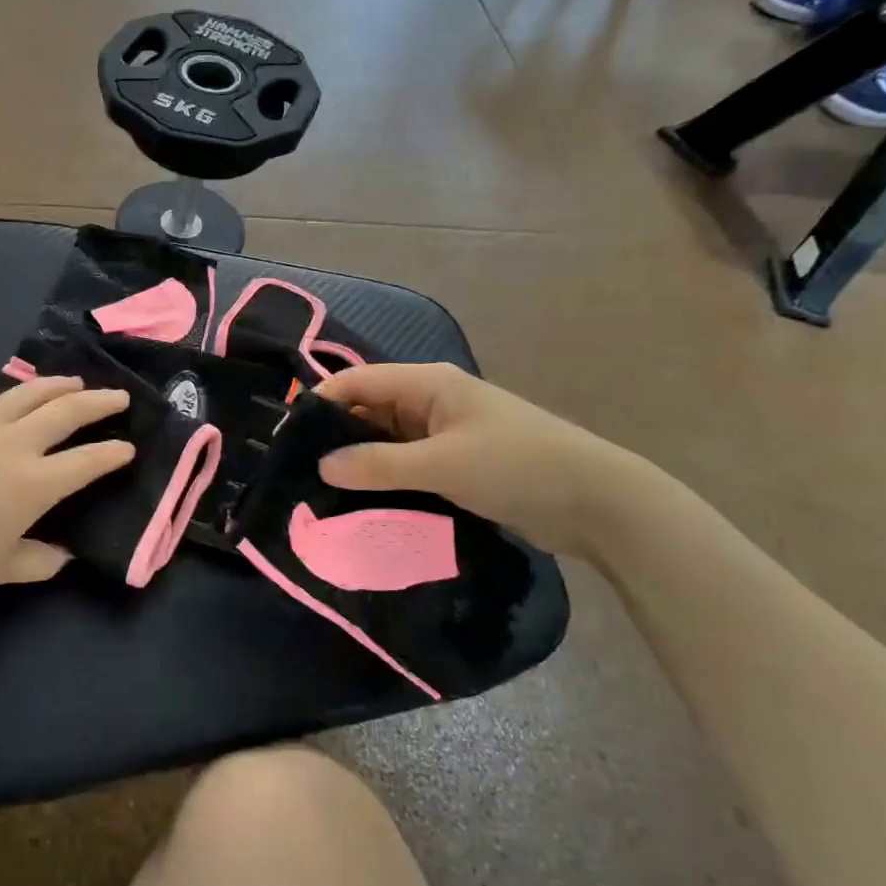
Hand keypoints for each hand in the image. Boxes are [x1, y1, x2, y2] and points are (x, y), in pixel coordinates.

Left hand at [0, 377, 134, 600]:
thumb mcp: (0, 569)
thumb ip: (40, 562)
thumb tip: (66, 556)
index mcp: (34, 483)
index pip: (87, 461)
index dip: (113, 453)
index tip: (128, 447)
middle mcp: (15, 444)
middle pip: (67, 412)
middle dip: (100, 402)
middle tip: (120, 396)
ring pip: (31, 393)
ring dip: (60, 385)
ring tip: (76, 382)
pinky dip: (18, 393)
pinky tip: (17, 396)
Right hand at [315, 363, 641, 556]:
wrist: (598, 503)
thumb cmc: (518, 466)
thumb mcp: (443, 464)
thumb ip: (379, 464)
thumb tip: (322, 466)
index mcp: (428, 384)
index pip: (357, 382)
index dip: (320, 403)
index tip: (287, 438)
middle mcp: (431, 402)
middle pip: (368, 410)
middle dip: (335, 436)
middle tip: (298, 472)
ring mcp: (444, 434)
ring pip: (385, 441)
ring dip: (359, 462)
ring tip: (320, 492)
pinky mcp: (455, 465)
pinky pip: (406, 466)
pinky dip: (384, 480)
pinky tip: (361, 503)